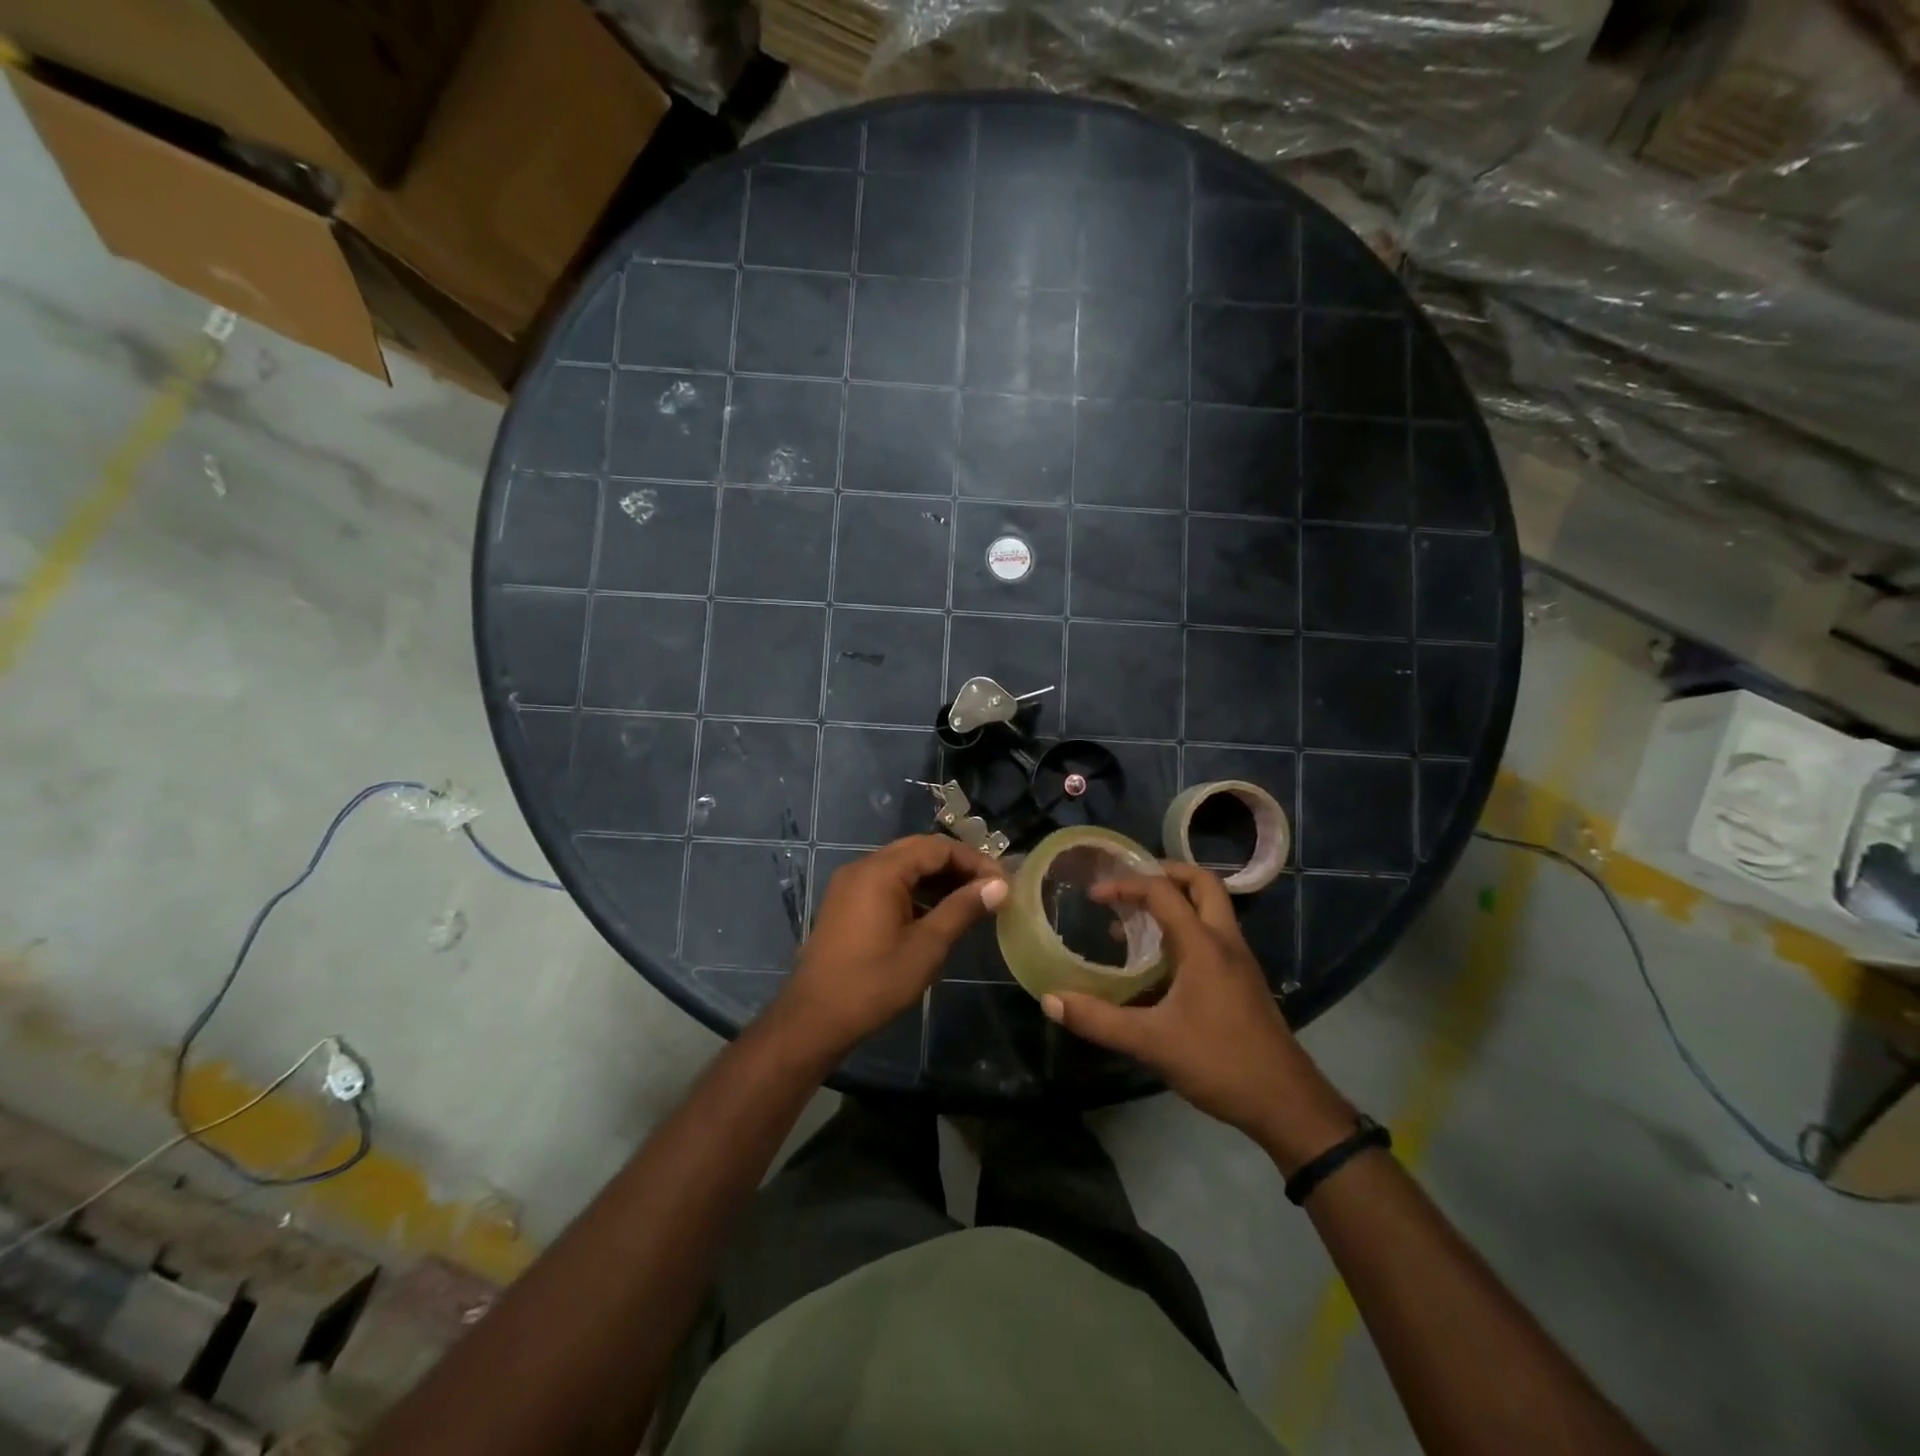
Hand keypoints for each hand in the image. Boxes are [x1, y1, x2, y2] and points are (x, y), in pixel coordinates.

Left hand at [777, 835, 1007, 1056]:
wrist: (814, 1019)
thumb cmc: (874, 983)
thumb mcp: (926, 947)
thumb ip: (962, 909)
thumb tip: (999, 885)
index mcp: (880, 871)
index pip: (937, 847)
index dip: (974, 861)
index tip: (1001, 883)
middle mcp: (863, 867)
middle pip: (919, 850)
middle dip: (957, 865)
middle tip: (989, 888)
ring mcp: (850, 884)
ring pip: (903, 865)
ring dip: (937, 877)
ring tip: (970, 900)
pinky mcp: (846, 902)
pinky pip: (887, 882)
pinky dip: (915, 889)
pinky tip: (937, 912)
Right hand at [1039, 863, 1353, 1165]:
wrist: (1287, 1103)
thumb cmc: (1220, 1063)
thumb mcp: (1152, 1043)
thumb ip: (1099, 1020)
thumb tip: (1050, 1001)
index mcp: (1204, 945)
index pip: (1163, 892)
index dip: (1126, 885)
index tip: (1095, 895)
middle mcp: (1225, 941)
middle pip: (1202, 883)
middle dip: (1165, 874)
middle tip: (1130, 886)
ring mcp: (1240, 961)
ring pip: (1212, 908)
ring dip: (1178, 901)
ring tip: (1137, 921)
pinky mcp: (1244, 981)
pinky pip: (1214, 934)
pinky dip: (1187, 928)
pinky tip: (1163, 961)